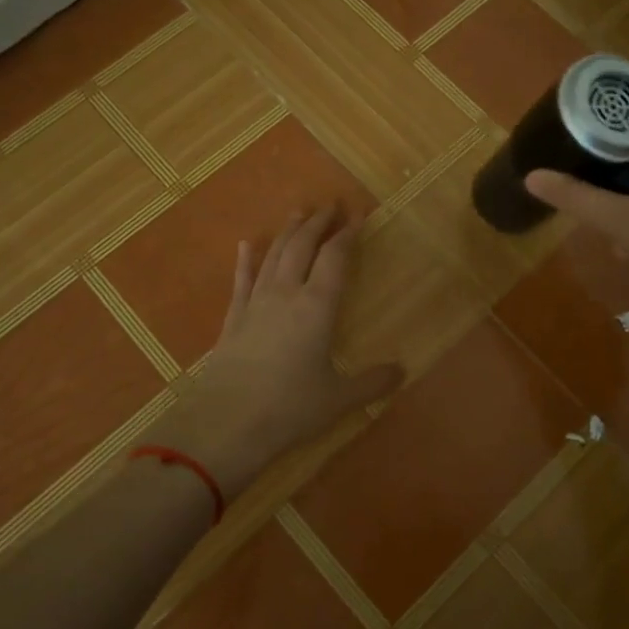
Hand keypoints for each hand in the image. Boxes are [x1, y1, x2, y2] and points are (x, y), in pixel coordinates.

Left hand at [178, 206, 402, 499]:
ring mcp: (255, 303)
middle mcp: (286, 294)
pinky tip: (245, 245)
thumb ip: (372, 382)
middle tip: (330, 204)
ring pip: (273, 255)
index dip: (348, 234)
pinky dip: (246, 260)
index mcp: (317, 306)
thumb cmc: (290, 408)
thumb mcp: (339, 398)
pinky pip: (241, 280)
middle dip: (318, 223)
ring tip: (298, 213)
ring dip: (287, 232)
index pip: (335, 258)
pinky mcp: (233, 319)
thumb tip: (402, 371)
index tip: (357, 216)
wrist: (226, 424)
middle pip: (302, 246)